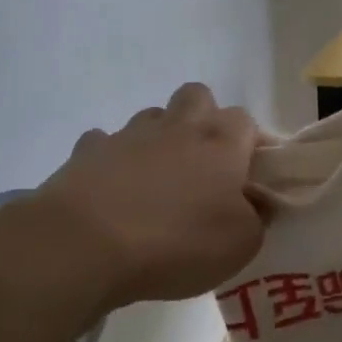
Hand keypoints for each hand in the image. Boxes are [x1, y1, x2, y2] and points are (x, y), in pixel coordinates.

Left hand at [27, 83, 265, 310]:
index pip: (246, 122)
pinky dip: (112, 160)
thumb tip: (256, 202)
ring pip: (153, 117)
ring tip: (156, 181)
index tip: (249, 177)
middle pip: (198, 97)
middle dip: (204, 120)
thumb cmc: (175, 242)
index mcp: (220, 141)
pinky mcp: (88, 151)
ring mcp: (129, 134)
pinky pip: (105, 144)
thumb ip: (257, 217)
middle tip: (203, 166)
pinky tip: (111, 189)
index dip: (249, 145)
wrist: (85, 244)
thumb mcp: (240, 245)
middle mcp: (177, 126)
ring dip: (159, 138)